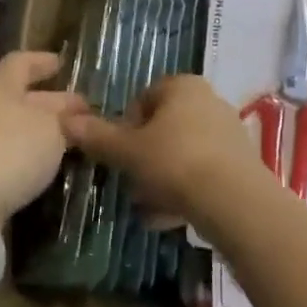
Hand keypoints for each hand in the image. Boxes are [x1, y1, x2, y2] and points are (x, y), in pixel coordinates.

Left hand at [0, 51, 86, 221]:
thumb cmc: (10, 148)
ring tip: (70, 141)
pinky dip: (28, 155)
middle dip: (51, 101)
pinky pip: (7, 153)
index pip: (21, 62)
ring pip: (15, 127)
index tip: (62, 63)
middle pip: (20, 97)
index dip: (42, 61)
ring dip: (41, 131)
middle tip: (81, 111)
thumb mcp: (51, 129)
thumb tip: (71, 116)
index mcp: (0, 85)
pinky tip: (45, 166)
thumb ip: (64, 120)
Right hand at [64, 75, 268, 225]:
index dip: (127, 125)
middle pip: (165, 127)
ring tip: (146, 208)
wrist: (235, 202)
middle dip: (144, 156)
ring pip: (183, 153)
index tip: (119, 153)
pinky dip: (185, 192)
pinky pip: (203, 174)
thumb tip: (64, 120)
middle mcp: (209, 101)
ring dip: (162, 178)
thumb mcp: (127, 151)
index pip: (145, 97)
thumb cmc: (175, 162)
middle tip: (130, 182)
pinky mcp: (242, 166)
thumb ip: (97, 136)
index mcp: (182, 86)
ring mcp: (229, 133)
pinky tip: (168, 220)